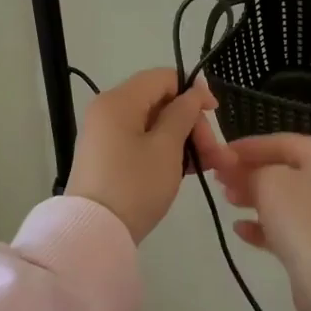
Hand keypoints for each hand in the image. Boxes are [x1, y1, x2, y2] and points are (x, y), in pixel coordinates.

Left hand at [66, 69, 229, 243]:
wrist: (95, 233)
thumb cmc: (135, 185)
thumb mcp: (167, 148)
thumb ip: (183, 114)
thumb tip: (193, 92)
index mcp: (119, 100)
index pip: (163, 77)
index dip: (193, 91)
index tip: (215, 114)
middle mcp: (108, 111)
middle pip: (160, 102)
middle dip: (193, 124)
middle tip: (216, 154)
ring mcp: (106, 135)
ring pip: (154, 125)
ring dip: (185, 141)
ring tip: (211, 166)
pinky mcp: (108, 157)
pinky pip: (142, 142)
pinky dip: (166, 152)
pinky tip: (188, 170)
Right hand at [219, 134, 310, 310]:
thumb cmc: (301, 220)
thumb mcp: (269, 183)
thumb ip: (250, 169)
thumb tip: (236, 168)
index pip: (282, 142)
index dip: (248, 146)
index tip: (219, 154)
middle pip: (283, 168)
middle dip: (249, 172)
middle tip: (219, 178)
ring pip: (283, 197)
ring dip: (253, 196)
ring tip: (227, 199)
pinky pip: (287, 225)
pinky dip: (263, 224)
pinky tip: (240, 229)